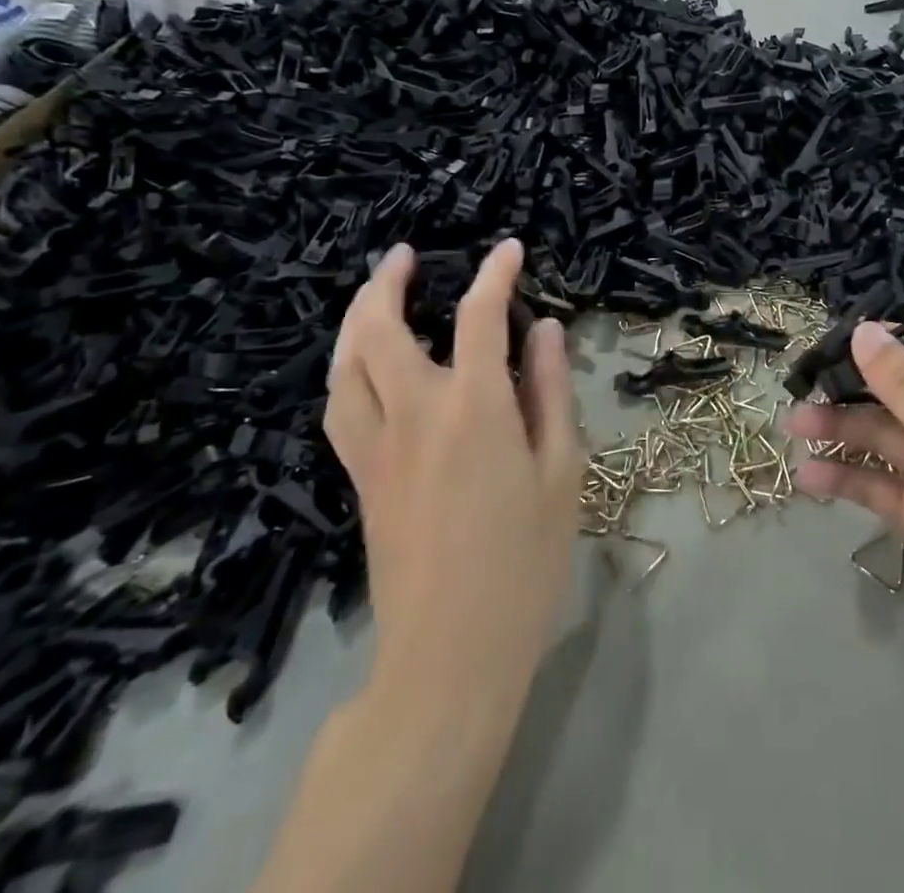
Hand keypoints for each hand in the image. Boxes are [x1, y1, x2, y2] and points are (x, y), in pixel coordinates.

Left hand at [325, 239, 582, 693]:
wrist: (450, 652)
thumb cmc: (525, 561)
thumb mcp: (562, 470)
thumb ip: (550, 391)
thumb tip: (545, 330)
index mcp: (473, 407)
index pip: (479, 316)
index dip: (495, 275)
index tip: (509, 249)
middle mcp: (414, 413)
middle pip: (380, 330)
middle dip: (389, 282)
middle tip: (407, 255)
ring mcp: (377, 447)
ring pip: (346, 366)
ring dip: (356, 320)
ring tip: (375, 296)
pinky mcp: (359, 479)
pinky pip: (340, 405)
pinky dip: (347, 368)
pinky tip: (362, 366)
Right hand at [790, 321, 903, 713]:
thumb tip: (864, 329)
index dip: (874, 347)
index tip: (822, 344)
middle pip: (892, 398)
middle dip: (847, 391)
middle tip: (796, 388)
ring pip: (880, 441)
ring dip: (840, 432)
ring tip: (792, 427)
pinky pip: (877, 488)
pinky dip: (846, 479)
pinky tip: (809, 477)